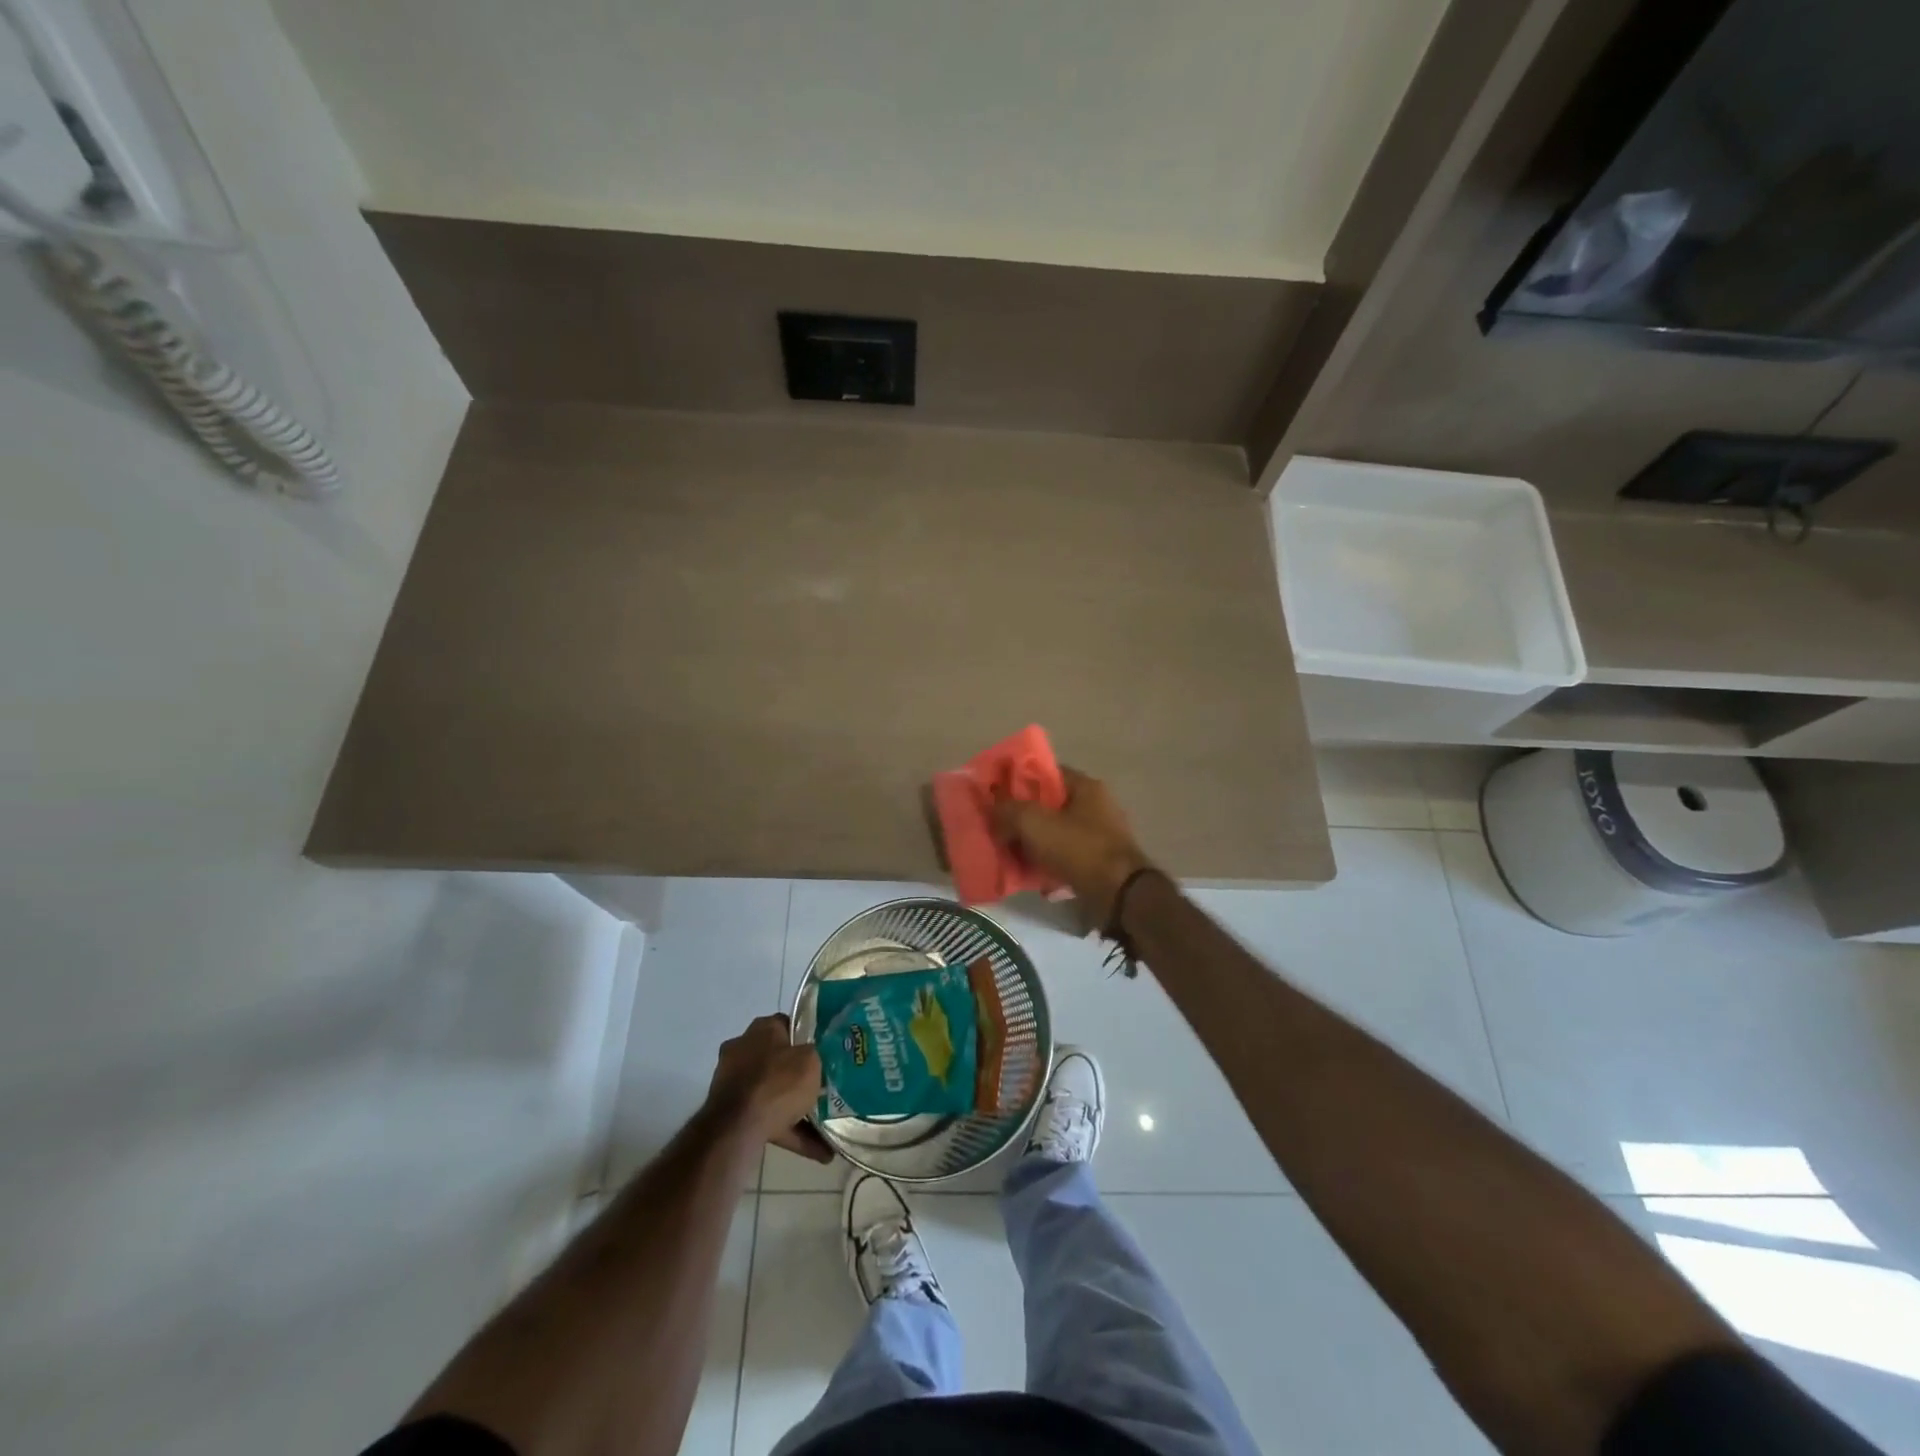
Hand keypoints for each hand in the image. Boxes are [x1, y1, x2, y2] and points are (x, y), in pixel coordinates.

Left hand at [707, 1015, 834, 1162]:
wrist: (737, 1128)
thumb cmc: (778, 1083)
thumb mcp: (811, 1061)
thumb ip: (814, 1054)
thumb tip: (812, 1057)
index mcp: (762, 1029)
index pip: (787, 1025)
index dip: (806, 1037)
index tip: (823, 1052)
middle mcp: (743, 1049)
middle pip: (777, 1060)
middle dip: (798, 1076)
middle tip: (822, 1087)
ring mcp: (733, 1081)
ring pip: (771, 1092)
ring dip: (794, 1109)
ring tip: (825, 1128)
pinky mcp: (729, 1112)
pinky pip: (765, 1118)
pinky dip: (788, 1132)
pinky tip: (816, 1151)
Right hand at [990, 767, 1155, 928]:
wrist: (1119, 895)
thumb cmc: (1079, 849)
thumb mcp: (1035, 823)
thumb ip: (1008, 810)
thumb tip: (994, 809)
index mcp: (1086, 787)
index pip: (1046, 773)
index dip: (1018, 781)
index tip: (996, 795)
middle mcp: (1096, 806)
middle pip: (1049, 805)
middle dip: (1022, 817)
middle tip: (998, 828)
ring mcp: (1099, 835)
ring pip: (1055, 833)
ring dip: (1032, 843)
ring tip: (1008, 854)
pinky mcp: (1098, 862)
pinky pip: (1064, 856)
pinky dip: (1047, 863)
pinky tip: (1029, 875)